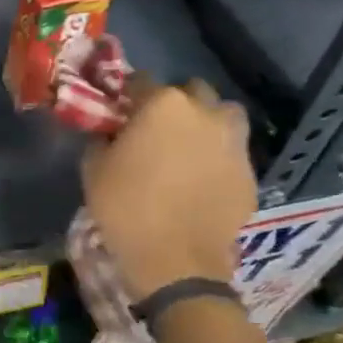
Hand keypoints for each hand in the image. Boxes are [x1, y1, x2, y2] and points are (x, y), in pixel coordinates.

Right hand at [81, 76, 254, 298]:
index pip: (141, 81)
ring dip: (206, 123)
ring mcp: (233, 142)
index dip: (128, 95)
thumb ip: (101, 140)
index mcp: (163, 105)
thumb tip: (110, 134)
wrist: (176, 261)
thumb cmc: (125, 209)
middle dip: (174, 103)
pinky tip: (202, 180)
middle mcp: (204, 113)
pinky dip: (218, 158)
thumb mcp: (93, 170)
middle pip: (190, 91)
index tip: (120, 112)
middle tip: (156, 129)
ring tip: (188, 148)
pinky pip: (232, 152)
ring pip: (223, 115)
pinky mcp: (250, 172)